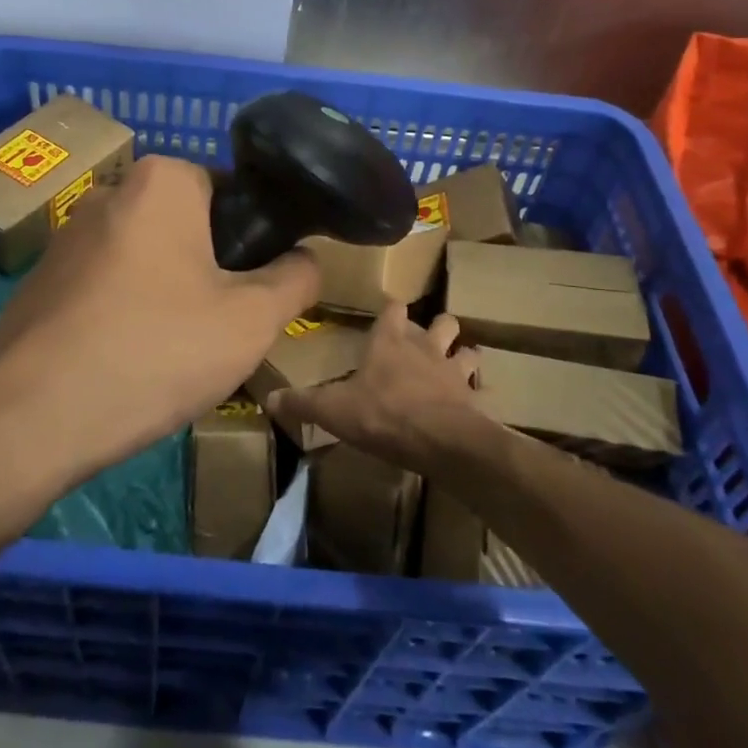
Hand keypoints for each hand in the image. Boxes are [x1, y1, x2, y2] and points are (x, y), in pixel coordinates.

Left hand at [0, 155, 318, 474]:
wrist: (30, 416)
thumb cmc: (155, 350)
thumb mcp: (251, 321)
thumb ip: (295, 279)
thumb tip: (306, 258)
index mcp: (162, 181)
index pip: (229, 191)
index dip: (252, 239)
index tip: (255, 289)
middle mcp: (110, 192)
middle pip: (186, 225)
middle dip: (208, 268)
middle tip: (221, 325)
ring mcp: (67, 236)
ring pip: (145, 257)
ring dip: (166, 292)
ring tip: (173, 352)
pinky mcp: (40, 278)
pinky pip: (105, 285)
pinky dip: (124, 311)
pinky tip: (125, 361)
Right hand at [267, 302, 487, 472]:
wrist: (441, 440)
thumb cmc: (384, 414)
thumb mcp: (334, 410)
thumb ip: (303, 403)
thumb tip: (269, 399)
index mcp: (390, 341)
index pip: (393, 308)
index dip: (391, 308)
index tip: (388, 310)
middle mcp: (424, 346)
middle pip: (440, 321)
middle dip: (436, 326)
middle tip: (427, 338)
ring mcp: (452, 369)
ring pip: (465, 348)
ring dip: (461, 353)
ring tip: (455, 363)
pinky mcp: (472, 396)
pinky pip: (479, 386)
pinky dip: (477, 389)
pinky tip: (473, 400)